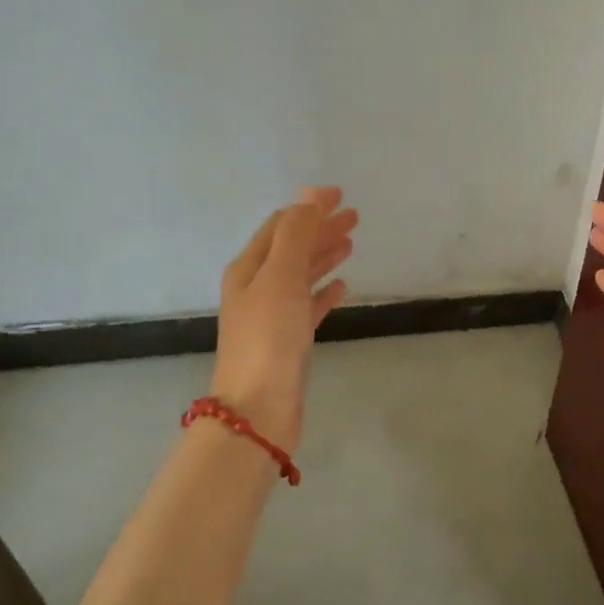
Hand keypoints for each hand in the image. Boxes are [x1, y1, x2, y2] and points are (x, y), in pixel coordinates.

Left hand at [211, 187, 358, 453]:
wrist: (259, 410)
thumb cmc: (269, 338)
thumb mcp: (281, 277)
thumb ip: (296, 235)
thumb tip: (310, 194)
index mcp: (249, 269)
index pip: (280, 226)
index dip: (308, 208)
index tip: (340, 195)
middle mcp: (257, 288)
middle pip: (292, 248)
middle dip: (320, 229)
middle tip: (354, 217)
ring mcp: (272, 316)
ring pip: (301, 276)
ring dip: (323, 256)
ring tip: (351, 243)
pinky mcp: (288, 341)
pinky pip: (308, 306)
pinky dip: (324, 292)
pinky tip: (342, 287)